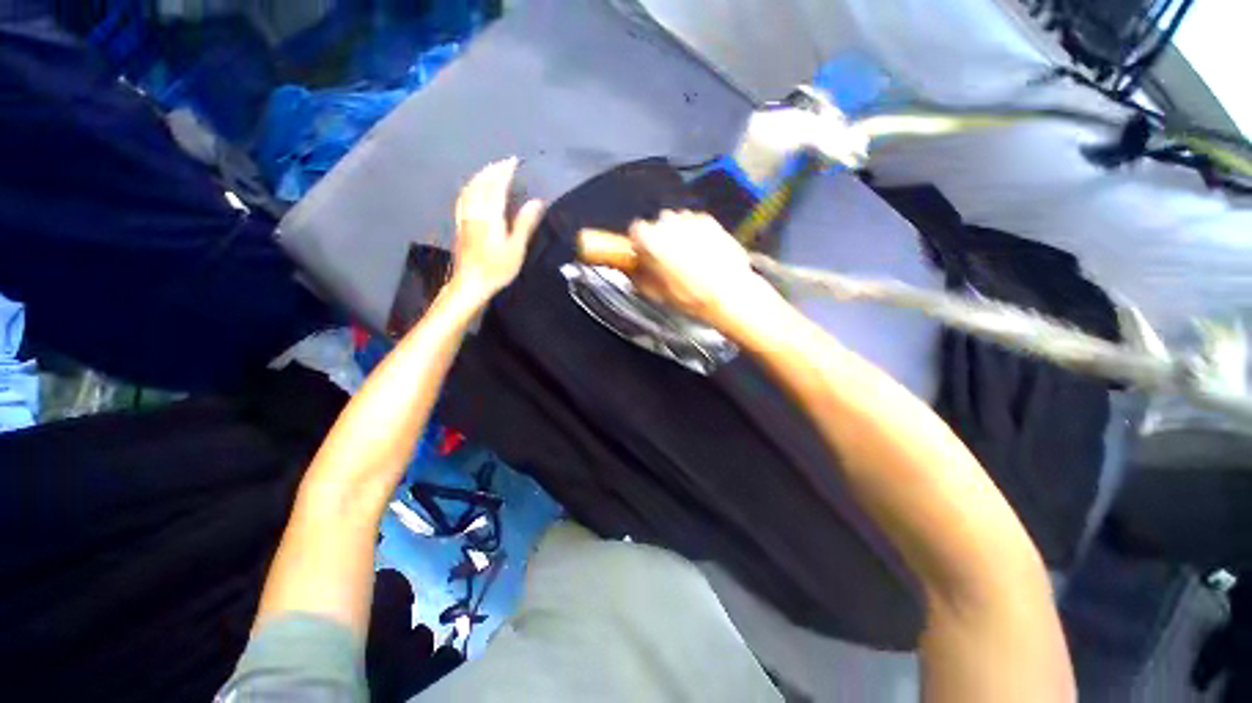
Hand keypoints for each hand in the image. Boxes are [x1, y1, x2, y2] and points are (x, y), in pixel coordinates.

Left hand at [450, 158, 545, 301]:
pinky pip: (463, 198)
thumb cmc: (496, 268)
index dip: (505, 171)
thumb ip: (525, 223)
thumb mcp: (516, 248)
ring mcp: (465, 216)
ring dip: (481, 176)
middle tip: (504, 162)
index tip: (514, 161)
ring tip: (491, 170)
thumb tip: (537, 202)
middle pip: (481, 183)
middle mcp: (475, 210)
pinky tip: (473, 189)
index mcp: (490, 214)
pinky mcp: (460, 224)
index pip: (497, 185)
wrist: (470, 282)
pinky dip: (471, 187)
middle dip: (493, 170)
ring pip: (470, 188)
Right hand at [627, 210, 779, 324]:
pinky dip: (696, 235)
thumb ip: (640, 276)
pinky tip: (702, 255)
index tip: (644, 254)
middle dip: (660, 240)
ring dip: (678, 236)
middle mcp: (667, 223)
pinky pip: (695, 224)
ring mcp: (689, 219)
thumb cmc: (691, 296)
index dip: (639, 244)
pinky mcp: (708, 220)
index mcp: (649, 240)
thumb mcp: (656, 293)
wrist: (727, 293)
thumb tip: (636, 270)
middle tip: (667, 261)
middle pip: (657, 226)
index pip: (635, 231)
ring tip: (688, 260)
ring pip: (676, 223)